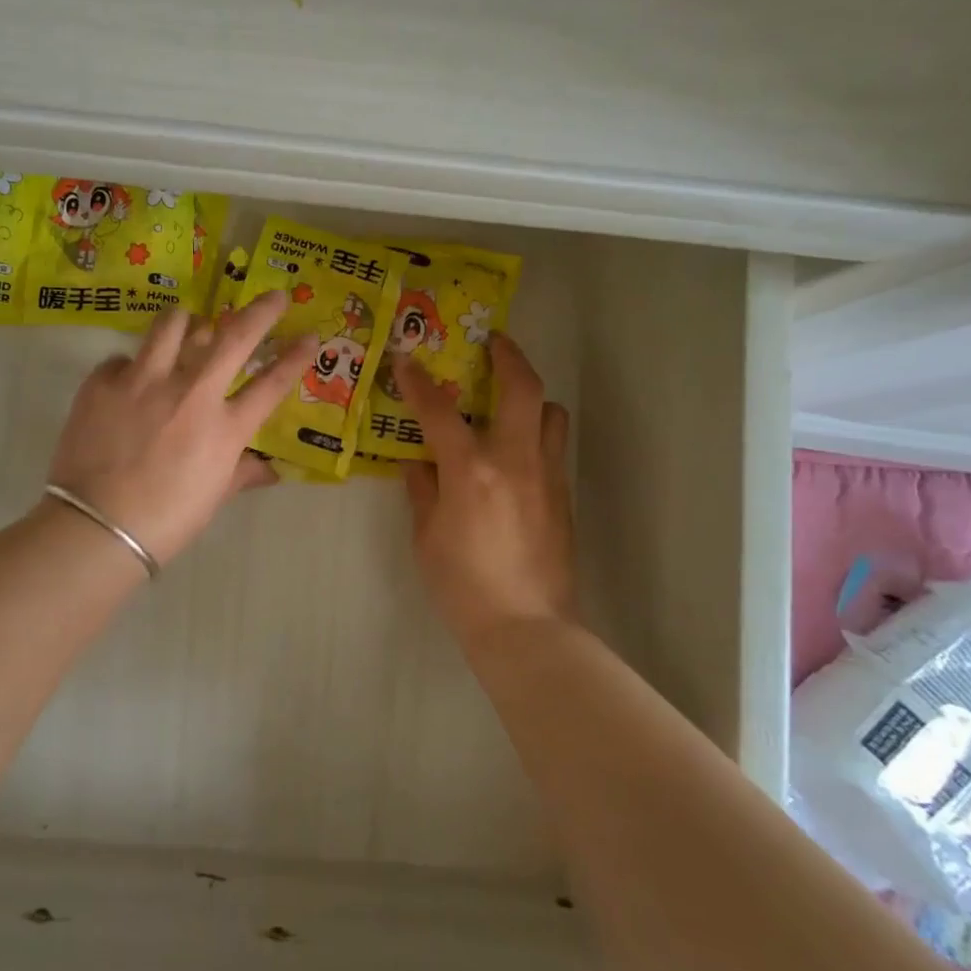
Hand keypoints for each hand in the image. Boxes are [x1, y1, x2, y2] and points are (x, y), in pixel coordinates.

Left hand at [47, 290, 309, 563]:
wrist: (98, 528)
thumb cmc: (166, 520)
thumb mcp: (213, 497)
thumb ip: (242, 473)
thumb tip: (270, 470)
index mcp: (224, 427)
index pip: (272, 383)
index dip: (295, 356)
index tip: (310, 335)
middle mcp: (191, 393)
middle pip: (234, 336)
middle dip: (261, 311)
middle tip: (274, 296)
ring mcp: (144, 381)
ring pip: (172, 325)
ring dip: (188, 321)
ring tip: (189, 325)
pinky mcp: (103, 382)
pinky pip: (122, 358)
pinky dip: (132, 365)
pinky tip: (129, 382)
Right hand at [395, 335, 576, 647]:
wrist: (526, 627)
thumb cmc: (463, 585)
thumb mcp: (427, 537)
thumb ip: (422, 490)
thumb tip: (418, 462)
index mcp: (471, 471)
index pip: (440, 412)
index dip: (419, 382)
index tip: (407, 358)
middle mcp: (515, 461)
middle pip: (523, 388)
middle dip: (508, 355)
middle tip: (492, 342)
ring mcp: (546, 476)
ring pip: (552, 413)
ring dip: (531, 397)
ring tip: (506, 403)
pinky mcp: (564, 496)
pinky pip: (553, 447)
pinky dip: (535, 434)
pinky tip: (514, 454)